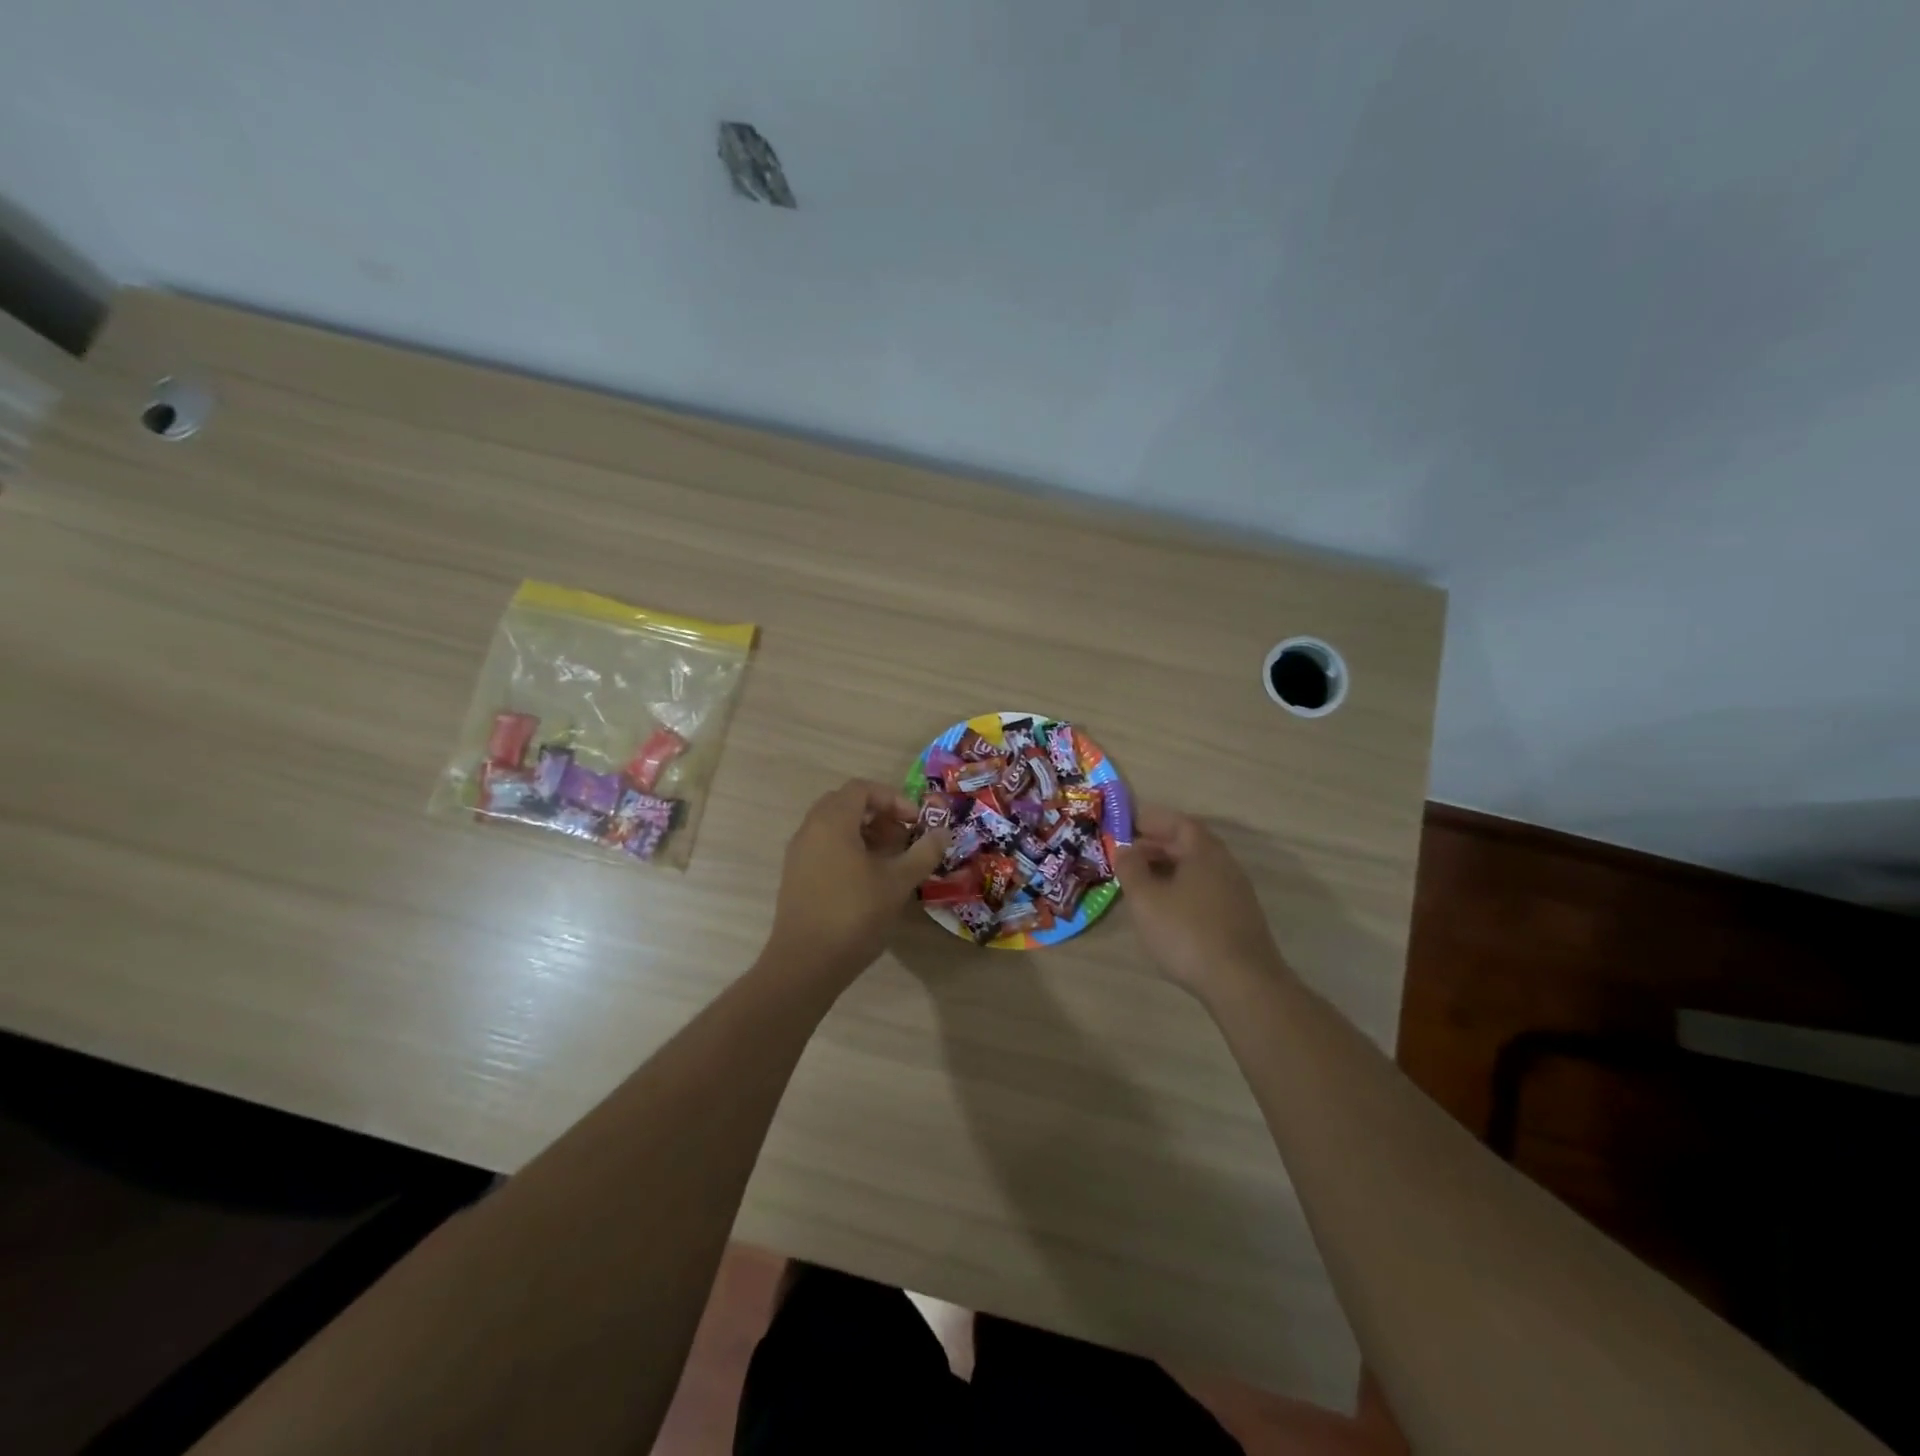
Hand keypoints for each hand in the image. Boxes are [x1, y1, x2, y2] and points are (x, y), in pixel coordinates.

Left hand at [763, 779, 950, 985]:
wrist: (805, 963)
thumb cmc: (854, 914)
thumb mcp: (898, 882)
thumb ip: (923, 852)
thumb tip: (944, 832)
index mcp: (832, 821)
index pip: (862, 789)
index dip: (893, 799)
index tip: (916, 822)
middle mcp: (810, 829)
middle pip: (846, 804)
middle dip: (879, 815)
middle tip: (903, 837)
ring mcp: (799, 854)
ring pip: (834, 827)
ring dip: (865, 833)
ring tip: (891, 860)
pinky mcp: (796, 876)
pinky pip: (824, 847)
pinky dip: (849, 850)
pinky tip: (869, 880)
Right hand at [1115, 806, 1288, 997]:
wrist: (1242, 984)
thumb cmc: (1187, 932)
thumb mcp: (1146, 899)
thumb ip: (1131, 868)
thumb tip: (1124, 849)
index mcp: (1204, 852)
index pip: (1178, 822)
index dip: (1152, 820)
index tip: (1127, 825)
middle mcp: (1225, 865)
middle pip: (1189, 845)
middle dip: (1156, 846)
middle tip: (1127, 855)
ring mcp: (1236, 893)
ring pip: (1196, 870)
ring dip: (1168, 869)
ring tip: (1141, 883)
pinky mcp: (1238, 919)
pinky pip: (1204, 891)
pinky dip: (1181, 890)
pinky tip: (1165, 910)